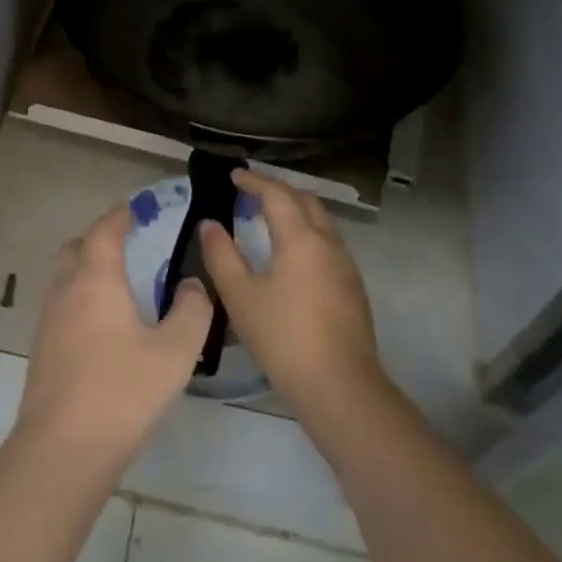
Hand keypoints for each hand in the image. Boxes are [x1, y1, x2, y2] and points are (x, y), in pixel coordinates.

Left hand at [12, 204, 212, 477]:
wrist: (64, 446)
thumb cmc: (123, 390)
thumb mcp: (175, 350)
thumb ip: (191, 311)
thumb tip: (191, 285)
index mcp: (95, 280)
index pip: (104, 231)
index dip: (120, 215)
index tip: (136, 209)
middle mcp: (65, 291)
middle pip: (76, 249)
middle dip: (99, 240)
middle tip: (128, 246)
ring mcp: (48, 321)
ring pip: (65, 279)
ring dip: (88, 271)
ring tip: (120, 287)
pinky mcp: (42, 349)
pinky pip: (62, 307)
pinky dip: (81, 300)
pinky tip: (103, 327)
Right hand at [199, 169, 384, 417]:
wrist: (339, 386)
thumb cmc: (283, 337)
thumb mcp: (240, 296)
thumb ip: (221, 255)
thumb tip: (209, 224)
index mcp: (301, 239)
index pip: (277, 194)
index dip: (254, 181)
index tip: (234, 175)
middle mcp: (329, 244)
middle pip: (306, 201)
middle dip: (278, 190)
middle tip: (251, 191)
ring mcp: (346, 266)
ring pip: (321, 222)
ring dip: (295, 210)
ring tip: (268, 216)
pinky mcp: (352, 288)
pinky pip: (328, 243)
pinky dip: (306, 232)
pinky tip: (291, 253)